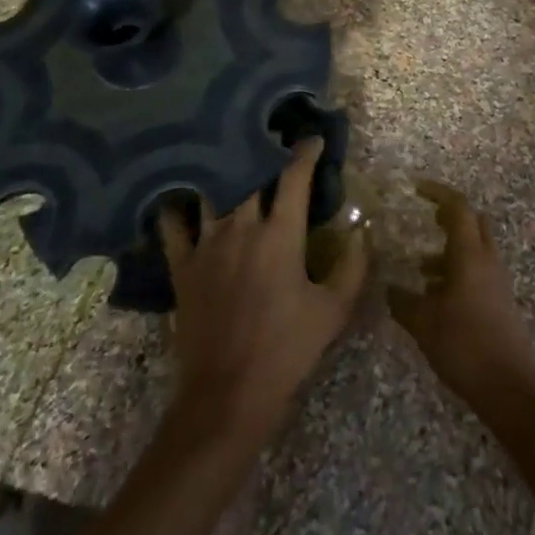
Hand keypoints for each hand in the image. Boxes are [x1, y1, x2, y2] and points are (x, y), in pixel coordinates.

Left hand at [159, 137, 367, 446]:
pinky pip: (172, 224)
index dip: (305, 152)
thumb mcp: (335, 309)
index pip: (294, 177)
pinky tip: (179, 193)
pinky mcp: (182, 266)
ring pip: (213, 190)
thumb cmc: (288, 350)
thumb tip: (361, 229)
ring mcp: (207, 245)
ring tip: (229, 156)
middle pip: (250, 174)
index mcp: (281, 234)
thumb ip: (353, 264)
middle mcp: (242, 228)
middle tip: (271, 140)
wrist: (228, 395)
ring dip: (224, 170)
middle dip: (262, 151)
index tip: (313, 139)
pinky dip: (176, 204)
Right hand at [388, 182, 534, 409]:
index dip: (438, 193)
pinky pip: (477, 272)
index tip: (416, 189)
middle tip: (423, 220)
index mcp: (470, 254)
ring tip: (419, 267)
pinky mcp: (499, 301)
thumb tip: (390, 288)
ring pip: (474, 249)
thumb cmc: (465, 346)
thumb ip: (404, 302)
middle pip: (473, 222)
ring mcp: (496, 281)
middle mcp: (487, 260)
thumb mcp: (424, 324)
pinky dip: (457, 271)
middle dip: (449, 216)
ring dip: (450, 249)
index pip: (458, 207)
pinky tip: (435, 297)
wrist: (511, 387)